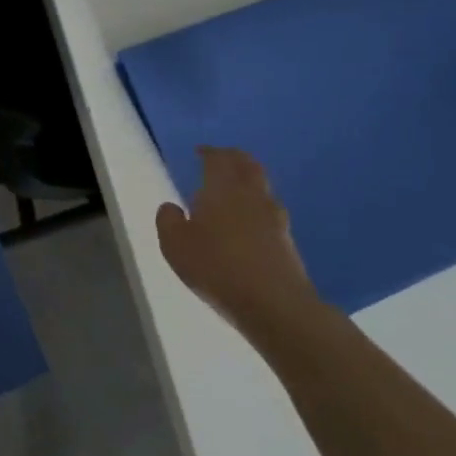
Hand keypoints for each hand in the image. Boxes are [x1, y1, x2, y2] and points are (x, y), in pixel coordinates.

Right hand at [156, 148, 318, 340]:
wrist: (274, 304)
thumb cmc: (216, 267)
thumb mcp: (175, 245)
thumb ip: (168, 220)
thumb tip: (172, 206)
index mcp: (222, 189)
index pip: (218, 159)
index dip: (209, 152)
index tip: (200, 152)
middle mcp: (252, 195)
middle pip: (248, 166)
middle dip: (235, 158)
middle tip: (222, 159)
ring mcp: (275, 218)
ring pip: (262, 188)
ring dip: (249, 182)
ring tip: (234, 190)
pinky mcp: (287, 241)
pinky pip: (270, 211)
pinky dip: (257, 207)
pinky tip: (249, 221)